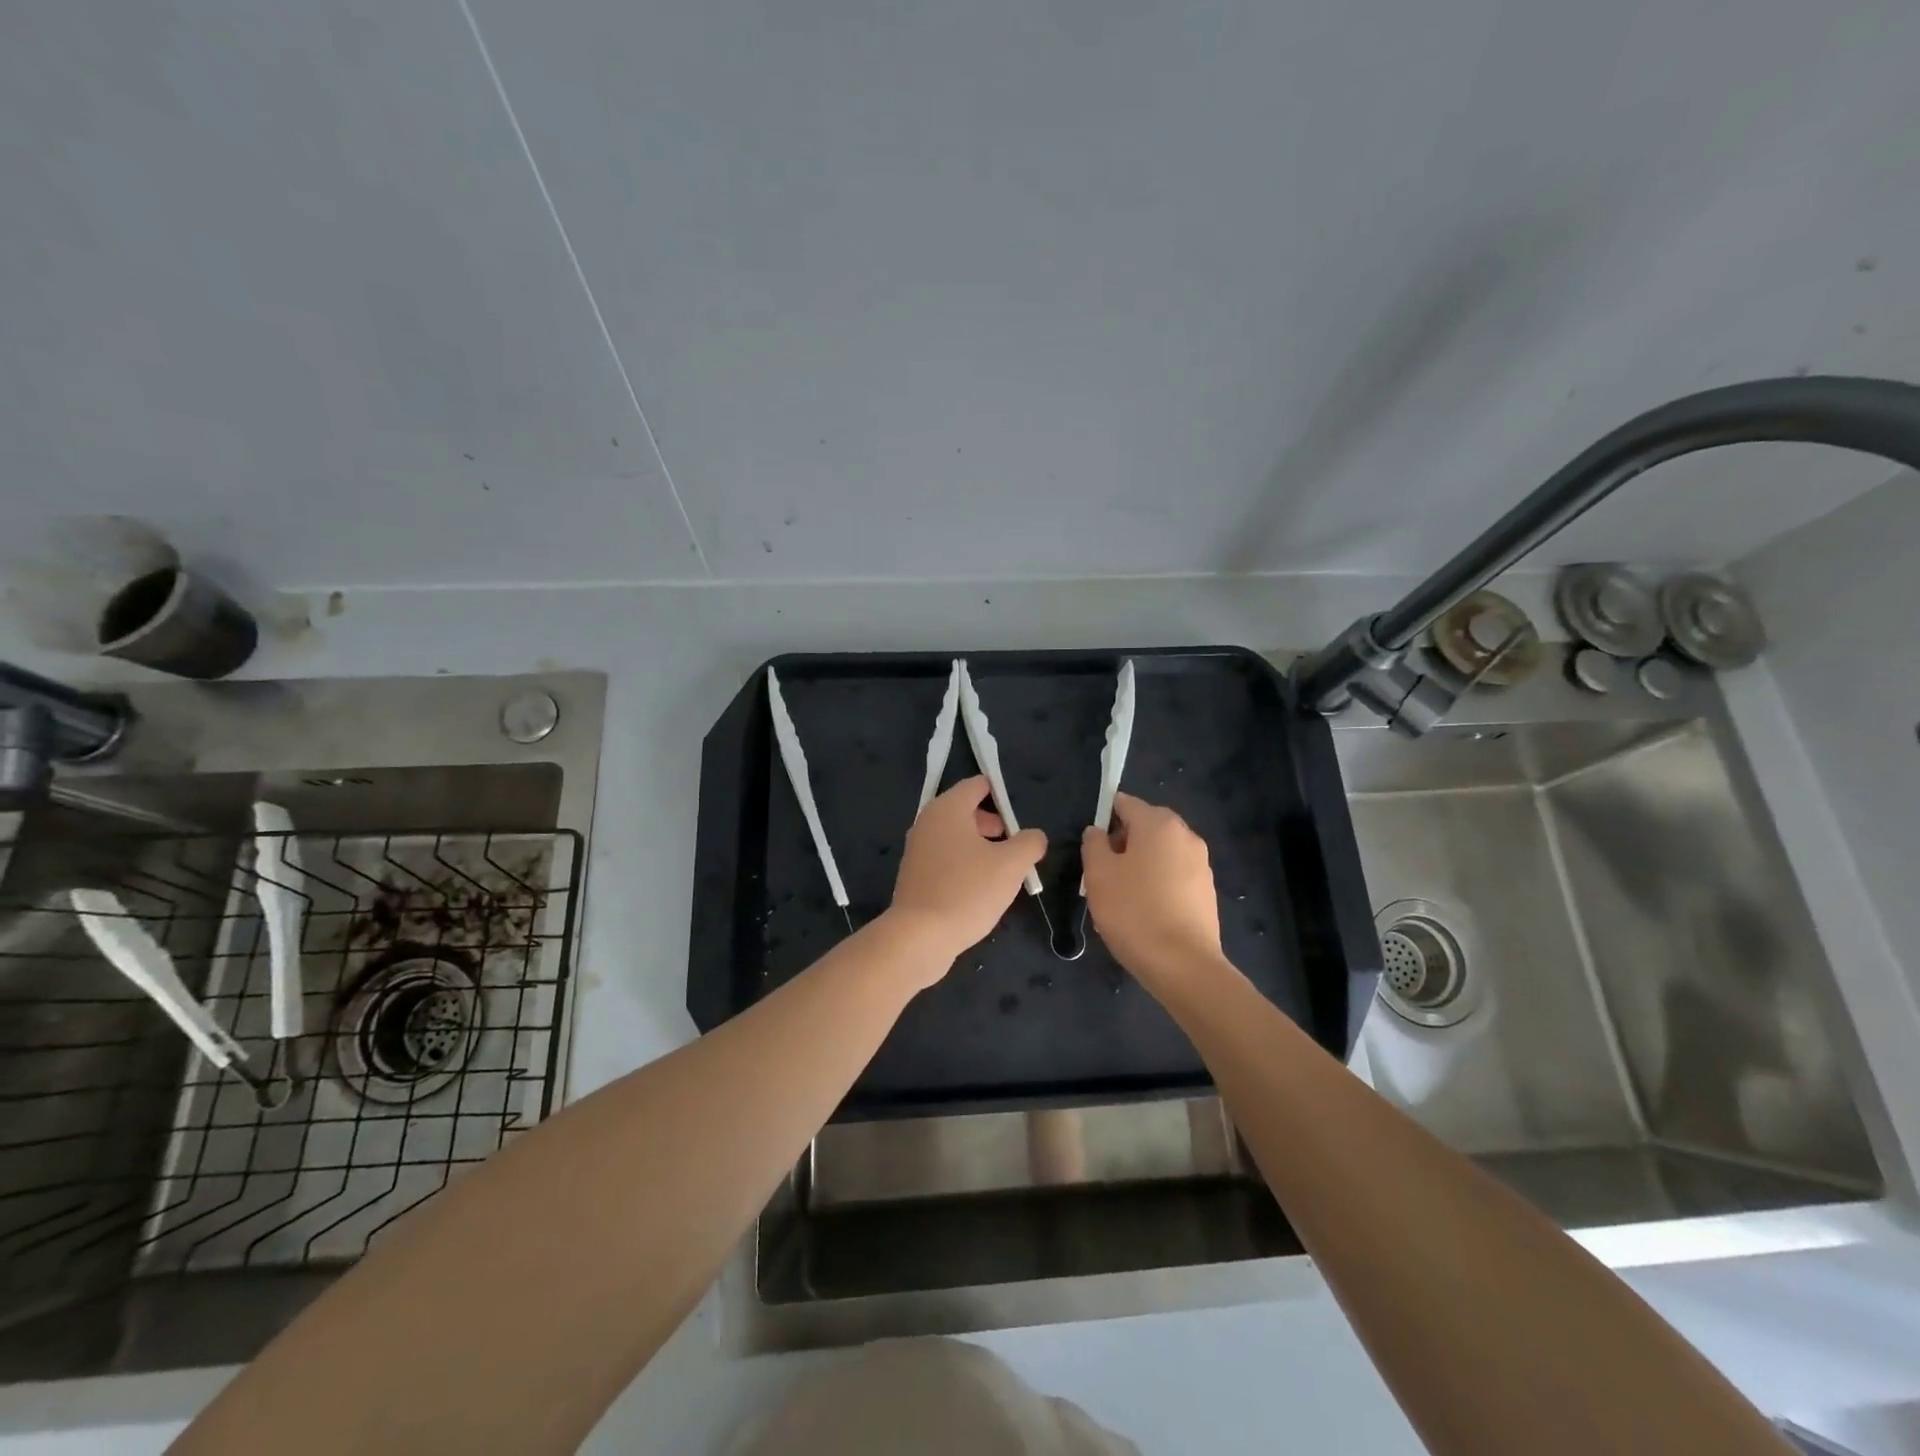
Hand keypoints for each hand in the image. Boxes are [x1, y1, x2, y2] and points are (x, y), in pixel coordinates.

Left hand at [886, 775, 1045, 969]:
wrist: (919, 936)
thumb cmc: (967, 891)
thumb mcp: (1011, 865)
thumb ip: (1029, 843)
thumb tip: (1034, 836)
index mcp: (948, 809)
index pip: (976, 785)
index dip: (1001, 793)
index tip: (1021, 814)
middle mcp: (927, 822)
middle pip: (965, 810)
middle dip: (992, 823)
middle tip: (1014, 844)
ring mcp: (916, 849)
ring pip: (954, 836)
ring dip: (979, 846)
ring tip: (1001, 869)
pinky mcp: (913, 875)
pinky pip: (944, 858)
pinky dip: (962, 864)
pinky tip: (978, 889)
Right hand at [1082, 792, 1223, 985]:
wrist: (1184, 966)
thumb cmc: (1134, 912)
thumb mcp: (1098, 874)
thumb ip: (1093, 844)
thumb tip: (1098, 832)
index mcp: (1158, 823)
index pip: (1124, 803)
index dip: (1103, 818)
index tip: (1090, 846)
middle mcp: (1185, 835)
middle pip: (1145, 827)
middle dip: (1122, 844)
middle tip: (1101, 874)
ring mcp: (1201, 864)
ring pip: (1159, 854)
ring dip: (1139, 866)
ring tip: (1120, 898)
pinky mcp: (1207, 891)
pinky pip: (1173, 876)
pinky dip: (1156, 885)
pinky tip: (1143, 913)